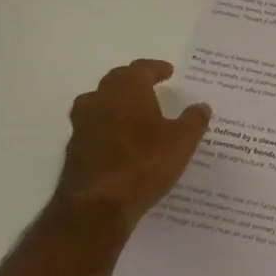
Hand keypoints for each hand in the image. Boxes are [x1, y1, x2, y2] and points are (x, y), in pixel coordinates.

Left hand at [50, 60, 210, 241]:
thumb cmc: (145, 164)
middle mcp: (101, 100)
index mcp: (128, 90)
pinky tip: (120, 140)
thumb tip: (202, 106)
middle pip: (116, 80)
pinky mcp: (74, 149)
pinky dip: (107, 126)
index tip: (169, 72)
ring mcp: (82, 124)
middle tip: (151, 86)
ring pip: (99, 102)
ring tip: (133, 112)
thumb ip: (194, 120)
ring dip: (116, 102)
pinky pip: (93, 126)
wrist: (97, 206)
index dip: (156, 68)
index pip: (141, 68)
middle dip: (134, 80)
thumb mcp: (182, 142)